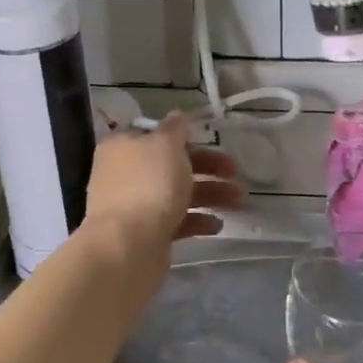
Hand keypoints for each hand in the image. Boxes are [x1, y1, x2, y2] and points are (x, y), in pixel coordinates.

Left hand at [82, 111, 242, 255]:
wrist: (127, 247)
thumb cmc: (149, 185)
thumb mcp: (166, 144)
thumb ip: (175, 128)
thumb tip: (177, 115)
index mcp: (124, 146)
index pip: (157, 134)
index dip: (185, 136)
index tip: (211, 141)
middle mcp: (126, 173)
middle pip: (172, 164)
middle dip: (207, 167)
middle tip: (235, 173)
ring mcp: (134, 205)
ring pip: (177, 193)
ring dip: (210, 194)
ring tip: (238, 202)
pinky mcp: (146, 233)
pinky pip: (176, 221)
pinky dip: (197, 221)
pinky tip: (217, 226)